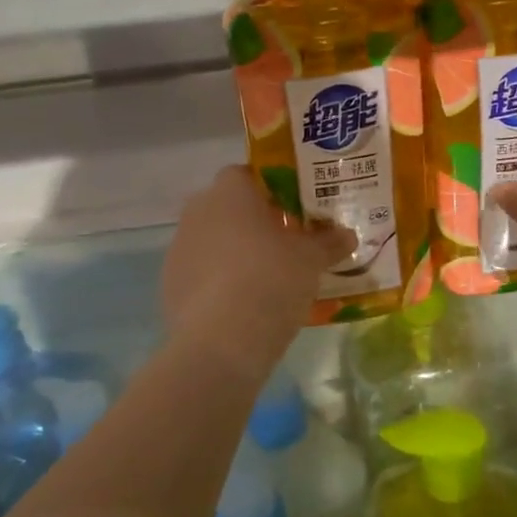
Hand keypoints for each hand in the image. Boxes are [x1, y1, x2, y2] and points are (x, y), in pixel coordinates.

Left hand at [162, 166, 354, 360]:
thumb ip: (329, 242)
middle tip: (284, 243)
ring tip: (265, 277)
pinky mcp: (170, 284)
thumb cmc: (271, 280)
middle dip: (252, 221)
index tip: (292, 209)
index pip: (245, 174)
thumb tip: (347, 235)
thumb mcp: (312, 260)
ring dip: (234, 251)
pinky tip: (242, 304)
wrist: (221, 342)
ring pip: (212, 240)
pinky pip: (200, 272)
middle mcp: (198, 211)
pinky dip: (219, 281)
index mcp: (230, 193)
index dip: (270, 189)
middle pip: (227, 207)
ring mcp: (179, 248)